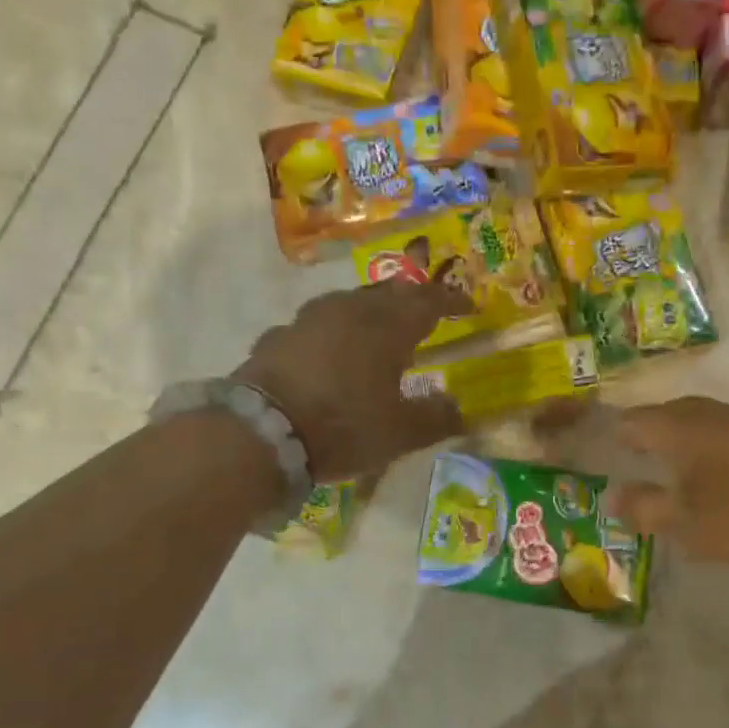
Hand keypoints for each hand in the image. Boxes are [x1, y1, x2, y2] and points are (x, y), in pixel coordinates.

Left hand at [234, 281, 471, 479]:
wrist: (261, 432)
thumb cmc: (343, 427)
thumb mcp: (400, 433)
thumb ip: (435, 418)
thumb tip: (459, 408)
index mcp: (387, 327)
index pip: (428, 301)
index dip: (450, 300)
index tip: (467, 306)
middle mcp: (349, 311)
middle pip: (388, 294)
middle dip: (410, 302)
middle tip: (424, 315)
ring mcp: (308, 319)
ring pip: (349, 303)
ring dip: (370, 313)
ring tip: (377, 332)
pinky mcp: (278, 336)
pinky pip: (316, 326)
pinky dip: (332, 334)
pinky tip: (329, 352)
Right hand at [606, 396, 728, 571]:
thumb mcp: (684, 523)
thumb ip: (642, 508)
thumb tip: (612, 497)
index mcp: (677, 426)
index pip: (628, 421)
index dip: (608, 439)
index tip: (596, 462)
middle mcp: (705, 411)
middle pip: (660, 416)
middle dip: (640, 440)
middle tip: (628, 469)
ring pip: (691, 423)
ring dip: (673, 444)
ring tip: (666, 476)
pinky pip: (718, 433)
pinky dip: (702, 450)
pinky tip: (711, 480)